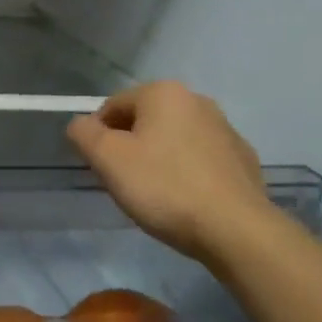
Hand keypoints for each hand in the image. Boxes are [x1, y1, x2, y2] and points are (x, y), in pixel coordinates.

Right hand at [67, 82, 270, 263]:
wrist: (234, 228)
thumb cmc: (164, 188)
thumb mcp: (109, 160)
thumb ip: (84, 134)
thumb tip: (80, 124)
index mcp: (164, 93)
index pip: (112, 106)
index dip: (97, 136)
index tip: (99, 168)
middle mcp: (197, 100)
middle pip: (144, 121)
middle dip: (129, 147)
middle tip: (124, 183)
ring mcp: (224, 128)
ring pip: (173, 139)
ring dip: (157, 158)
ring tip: (154, 195)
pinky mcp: (241, 157)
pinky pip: (200, 159)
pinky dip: (186, 172)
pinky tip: (185, 200)